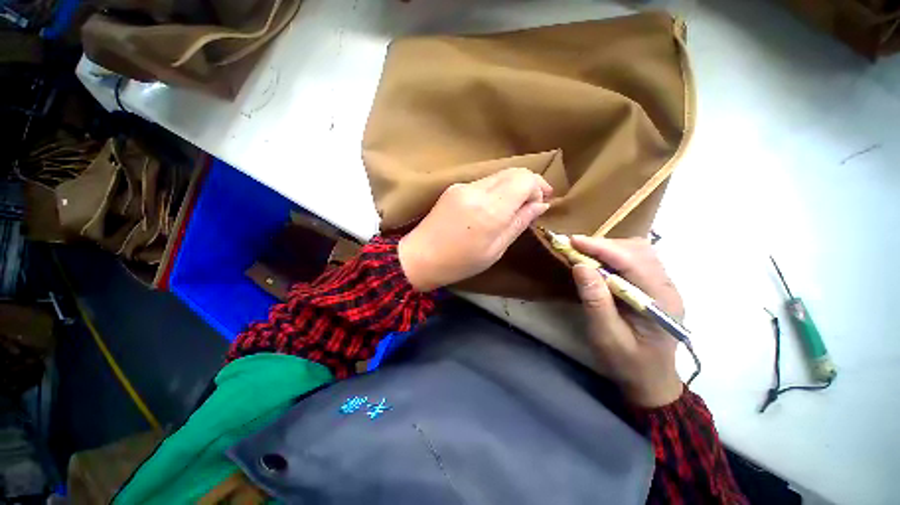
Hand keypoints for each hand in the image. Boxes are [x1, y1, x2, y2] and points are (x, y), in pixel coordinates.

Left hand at [398, 168, 551, 291]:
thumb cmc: (460, 262)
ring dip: (512, 186)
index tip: (542, 202)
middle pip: (513, 171)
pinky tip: (495, 206)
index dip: (538, 186)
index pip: (524, 180)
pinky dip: (497, 189)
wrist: (420, 257)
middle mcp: (477, 190)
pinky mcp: (454, 187)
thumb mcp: (495, 250)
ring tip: (516, 205)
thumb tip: (541, 204)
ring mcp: (463, 186)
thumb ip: (519, 223)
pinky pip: (484, 181)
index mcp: (490, 209)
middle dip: (529, 183)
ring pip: (498, 175)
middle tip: (535, 201)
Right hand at [570, 236, 684, 407]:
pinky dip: (612, 255)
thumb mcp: (606, 337)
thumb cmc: (628, 363)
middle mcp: (667, 287)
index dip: (601, 248)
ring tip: (582, 253)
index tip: (571, 241)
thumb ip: (595, 302)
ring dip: (607, 248)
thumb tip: (580, 266)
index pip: (634, 262)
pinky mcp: (652, 286)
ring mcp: (662, 285)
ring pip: (637, 251)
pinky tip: (597, 262)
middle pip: (638, 251)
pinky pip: (634, 259)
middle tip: (573, 248)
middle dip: (603, 245)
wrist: (649, 379)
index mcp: (661, 302)